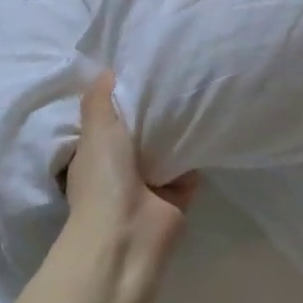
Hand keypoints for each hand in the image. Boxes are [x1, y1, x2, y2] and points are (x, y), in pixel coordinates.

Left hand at [61, 72, 197, 302]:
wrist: (130, 234)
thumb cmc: (105, 178)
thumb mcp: (96, 130)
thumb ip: (99, 99)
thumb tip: (105, 71)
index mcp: (93, 153)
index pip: (106, 119)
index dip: (119, 97)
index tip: (138, 68)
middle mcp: (119, 168)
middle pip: (139, 132)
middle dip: (152, 111)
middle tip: (173, 74)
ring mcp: (149, 184)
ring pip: (165, 149)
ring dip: (177, 130)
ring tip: (195, 91)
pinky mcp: (177, 196)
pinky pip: (189, 166)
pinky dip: (196, 151)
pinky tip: (209, 122)